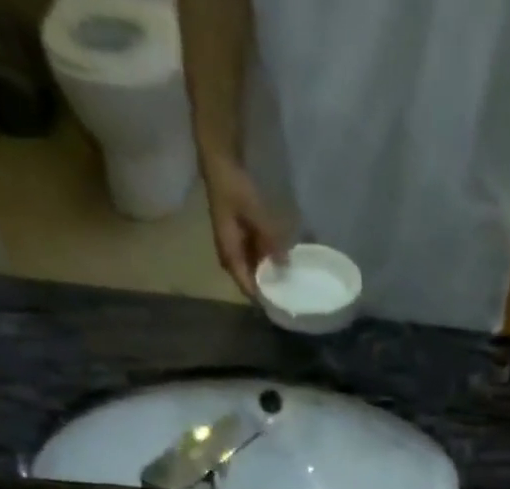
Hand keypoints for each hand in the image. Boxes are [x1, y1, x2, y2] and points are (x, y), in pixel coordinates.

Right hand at [202, 160, 287, 299]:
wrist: (219, 158)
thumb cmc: (234, 186)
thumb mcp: (255, 214)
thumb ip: (270, 240)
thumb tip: (285, 266)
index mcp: (229, 252)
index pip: (245, 285)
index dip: (261, 298)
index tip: (279, 308)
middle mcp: (230, 251)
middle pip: (249, 279)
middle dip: (267, 288)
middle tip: (289, 298)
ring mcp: (234, 242)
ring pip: (252, 267)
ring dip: (268, 273)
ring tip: (290, 283)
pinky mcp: (239, 232)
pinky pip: (254, 253)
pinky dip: (266, 259)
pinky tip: (282, 261)